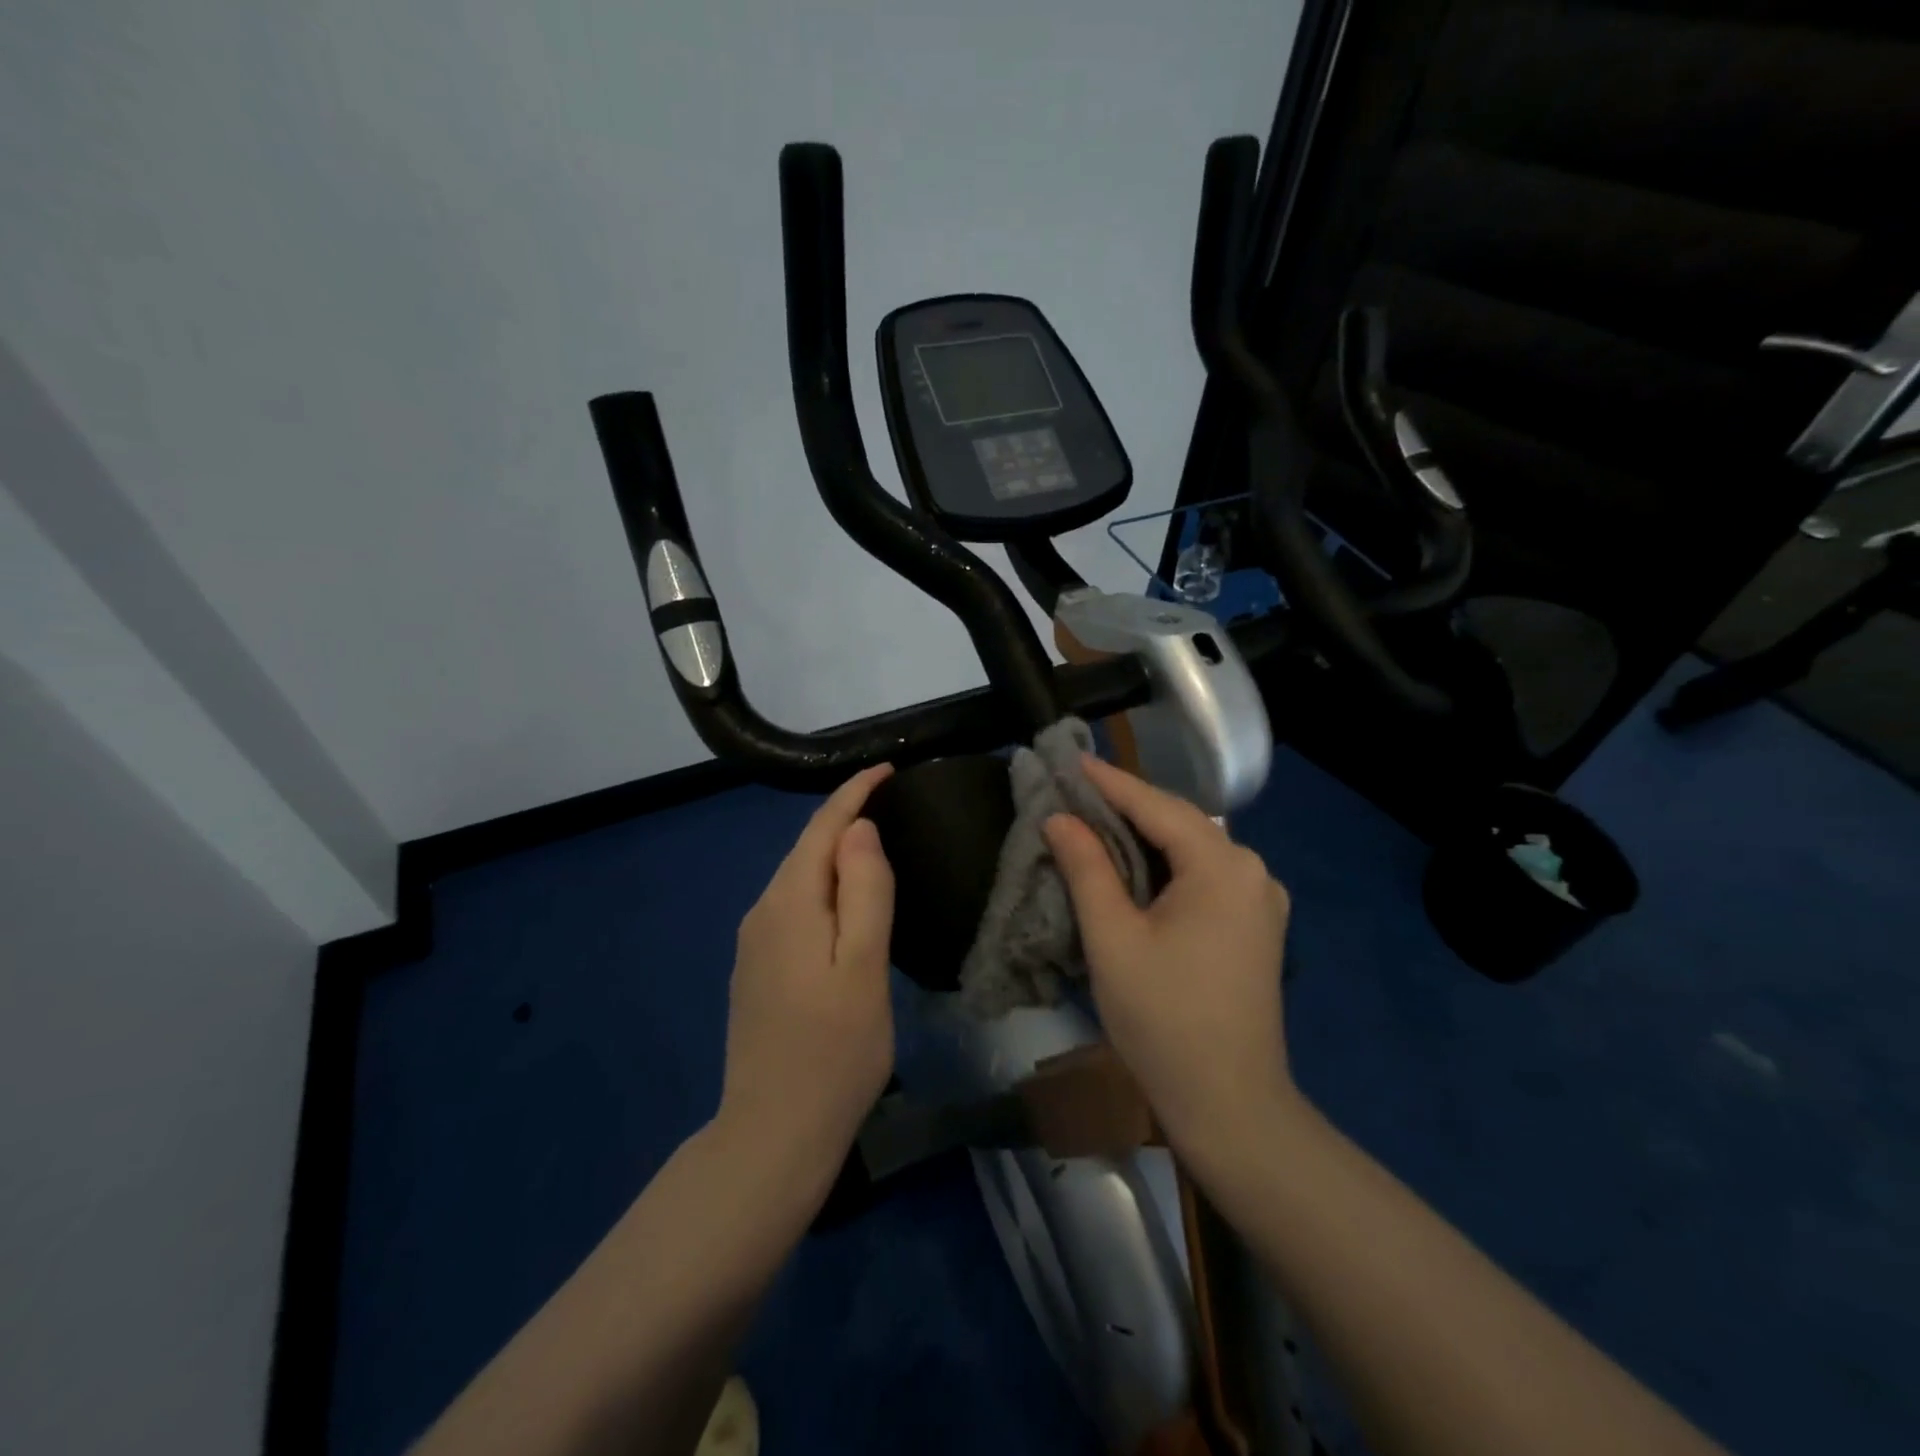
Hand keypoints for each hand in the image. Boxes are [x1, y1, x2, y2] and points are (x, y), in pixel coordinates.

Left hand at [716, 764, 896, 1195]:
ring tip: (877, 844)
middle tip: (891, 802)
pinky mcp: (757, 969)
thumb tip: (859, 829)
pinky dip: (823, 887)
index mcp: (790, 903)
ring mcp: (754, 943)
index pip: (822, 828)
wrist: (773, 1133)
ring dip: (834, 854)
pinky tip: (845, 902)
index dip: (854, 793)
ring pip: (799, 878)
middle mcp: (763, 912)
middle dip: (845, 818)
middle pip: (806, 849)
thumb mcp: (864, 967)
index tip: (887, 770)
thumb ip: (865, 891)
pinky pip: (794, 906)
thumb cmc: (834, 1050)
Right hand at [1043, 756, 1294, 1174]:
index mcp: (1223, 866)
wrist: (1230, 1104)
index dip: (1110, 782)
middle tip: (1075, 790)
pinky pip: (1205, 876)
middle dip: (1127, 805)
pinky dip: (1167, 863)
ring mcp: (1261, 899)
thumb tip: (1060, 819)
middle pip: (1180, 823)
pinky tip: (1136, 866)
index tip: (1069, 760)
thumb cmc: (1164, 1019)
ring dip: (1146, 834)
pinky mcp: (1257, 926)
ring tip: (1096, 821)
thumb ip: (1087, 868)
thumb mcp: (1113, 938)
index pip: (1157, 807)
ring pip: (1193, 849)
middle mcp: (1252, 870)